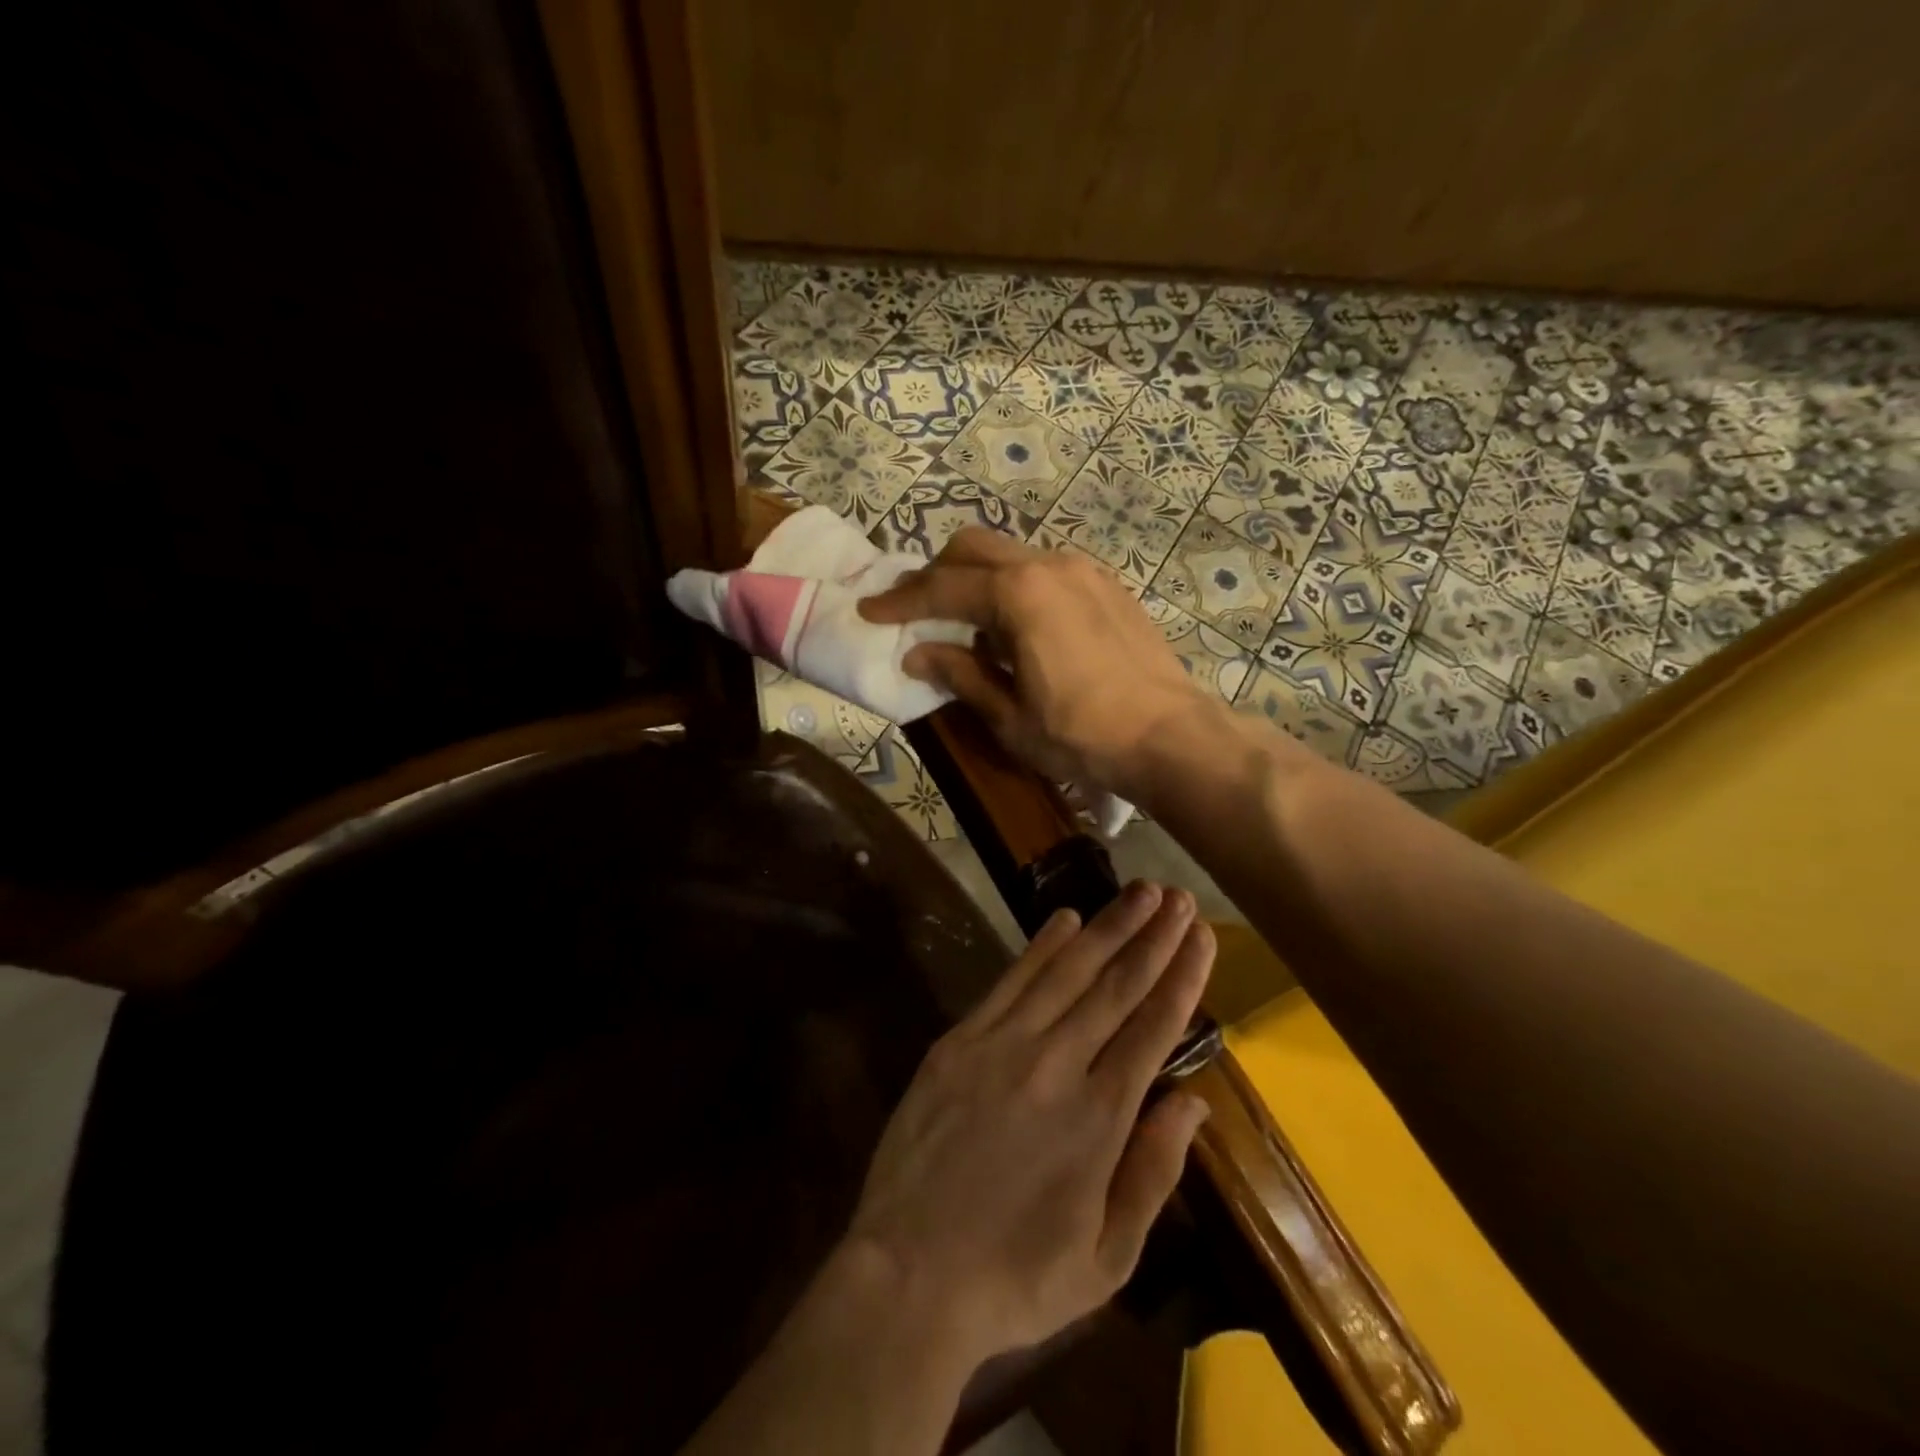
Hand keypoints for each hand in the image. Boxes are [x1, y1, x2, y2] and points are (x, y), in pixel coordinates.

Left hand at [842, 882, 1213, 1368]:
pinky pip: (1010, 982)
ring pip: (1067, 971)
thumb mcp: (1107, 1257)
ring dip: (1106, 927)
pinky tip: (1065, 919)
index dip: (1182, 975)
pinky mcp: (960, 1040)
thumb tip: (1193, 1102)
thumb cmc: (1015, 1276)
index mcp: (1100, 1118)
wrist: (908, 1272)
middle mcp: (1057, 1065)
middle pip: (1116, 986)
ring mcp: (1003, 1044)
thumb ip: (1153, 1171)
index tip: (1202, 934)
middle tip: (1178, 896)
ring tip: (1138, 892)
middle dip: (1152, 936)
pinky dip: (1041, 947)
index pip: (1153, 1027)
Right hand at [859, 529, 1211, 795]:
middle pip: (973, 549)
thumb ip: (961, 674)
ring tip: (968, 624)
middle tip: (915, 610)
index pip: (941, 589)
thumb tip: (917, 653)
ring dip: (978, 578)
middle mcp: (1048, 565)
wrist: (1170, 735)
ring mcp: (1083, 570)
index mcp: (1018, 594)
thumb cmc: (1081, 735)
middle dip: (936, 574)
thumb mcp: (1009, 715)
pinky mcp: (1107, 585)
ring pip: (1011, 554)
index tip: (869, 611)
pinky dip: (1017, 585)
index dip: (900, 601)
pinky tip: (1019, 627)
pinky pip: (1046, 570)